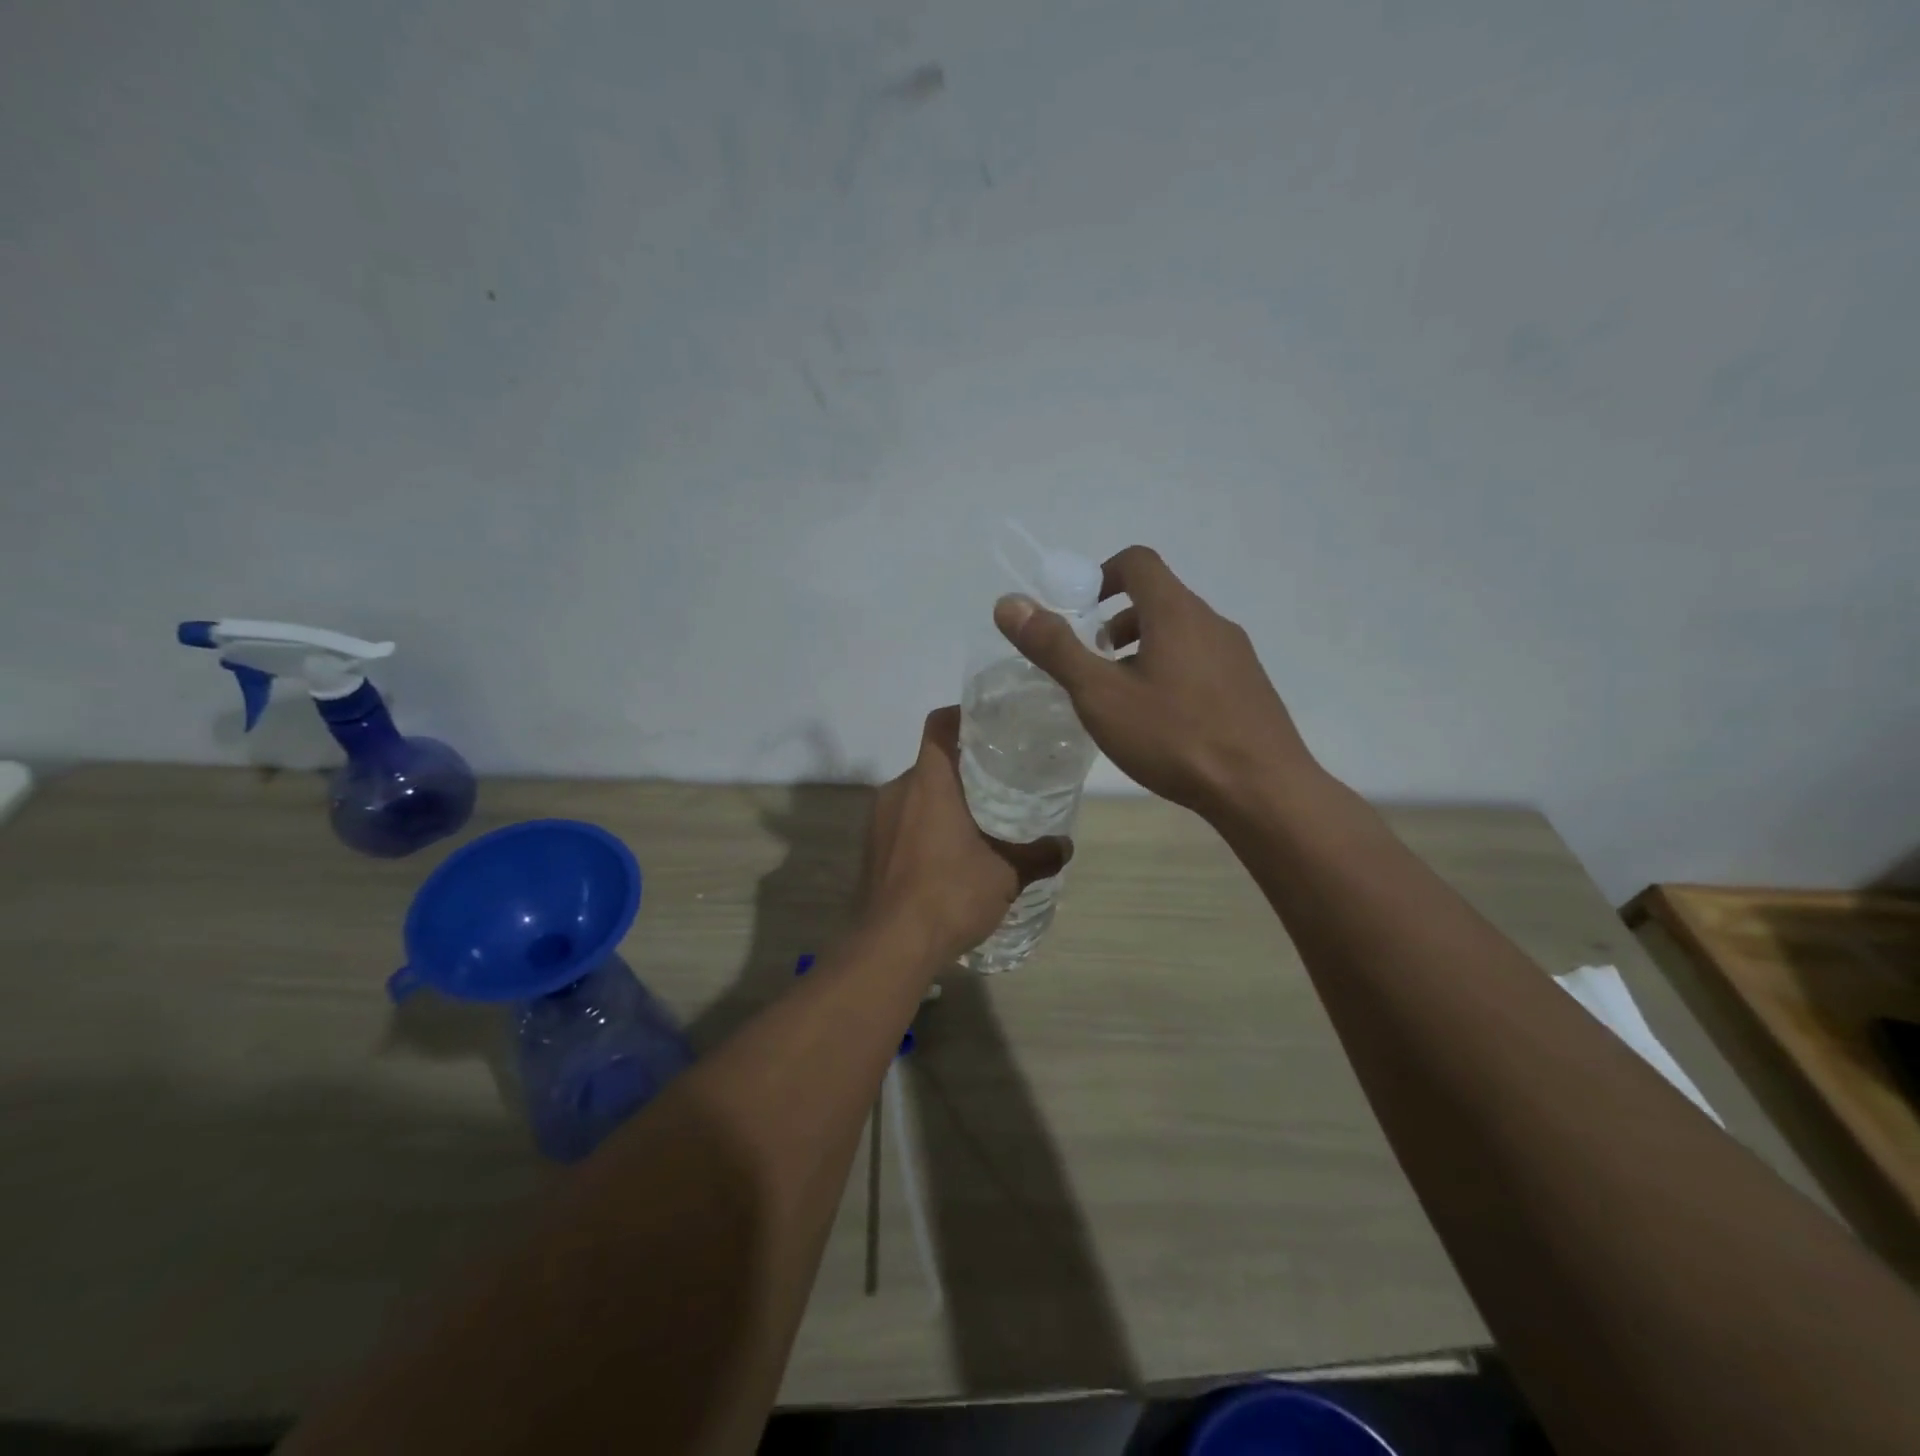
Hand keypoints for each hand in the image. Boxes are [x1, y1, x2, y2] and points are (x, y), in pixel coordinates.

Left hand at [861, 707, 1070, 959]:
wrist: (891, 946)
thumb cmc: (950, 894)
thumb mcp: (1005, 875)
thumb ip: (1037, 856)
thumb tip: (1065, 846)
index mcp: (929, 782)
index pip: (939, 725)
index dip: (961, 716)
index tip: (987, 726)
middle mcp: (897, 791)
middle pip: (930, 763)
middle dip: (961, 769)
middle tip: (995, 782)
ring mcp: (878, 821)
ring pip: (915, 794)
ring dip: (941, 801)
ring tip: (975, 821)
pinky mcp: (870, 849)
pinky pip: (901, 822)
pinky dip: (924, 827)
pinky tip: (947, 856)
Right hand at [994, 545, 1314, 823]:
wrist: (1262, 790)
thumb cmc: (1174, 736)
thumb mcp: (1100, 694)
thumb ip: (1054, 648)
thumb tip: (1009, 603)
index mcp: (1176, 612)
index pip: (1138, 562)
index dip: (1101, 575)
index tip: (1080, 612)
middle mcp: (1212, 622)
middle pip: (1159, 599)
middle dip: (1116, 621)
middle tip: (1094, 663)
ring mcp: (1237, 655)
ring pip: (1181, 633)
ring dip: (1144, 649)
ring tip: (1123, 696)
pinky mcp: (1249, 688)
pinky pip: (1202, 662)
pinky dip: (1172, 672)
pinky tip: (1163, 722)